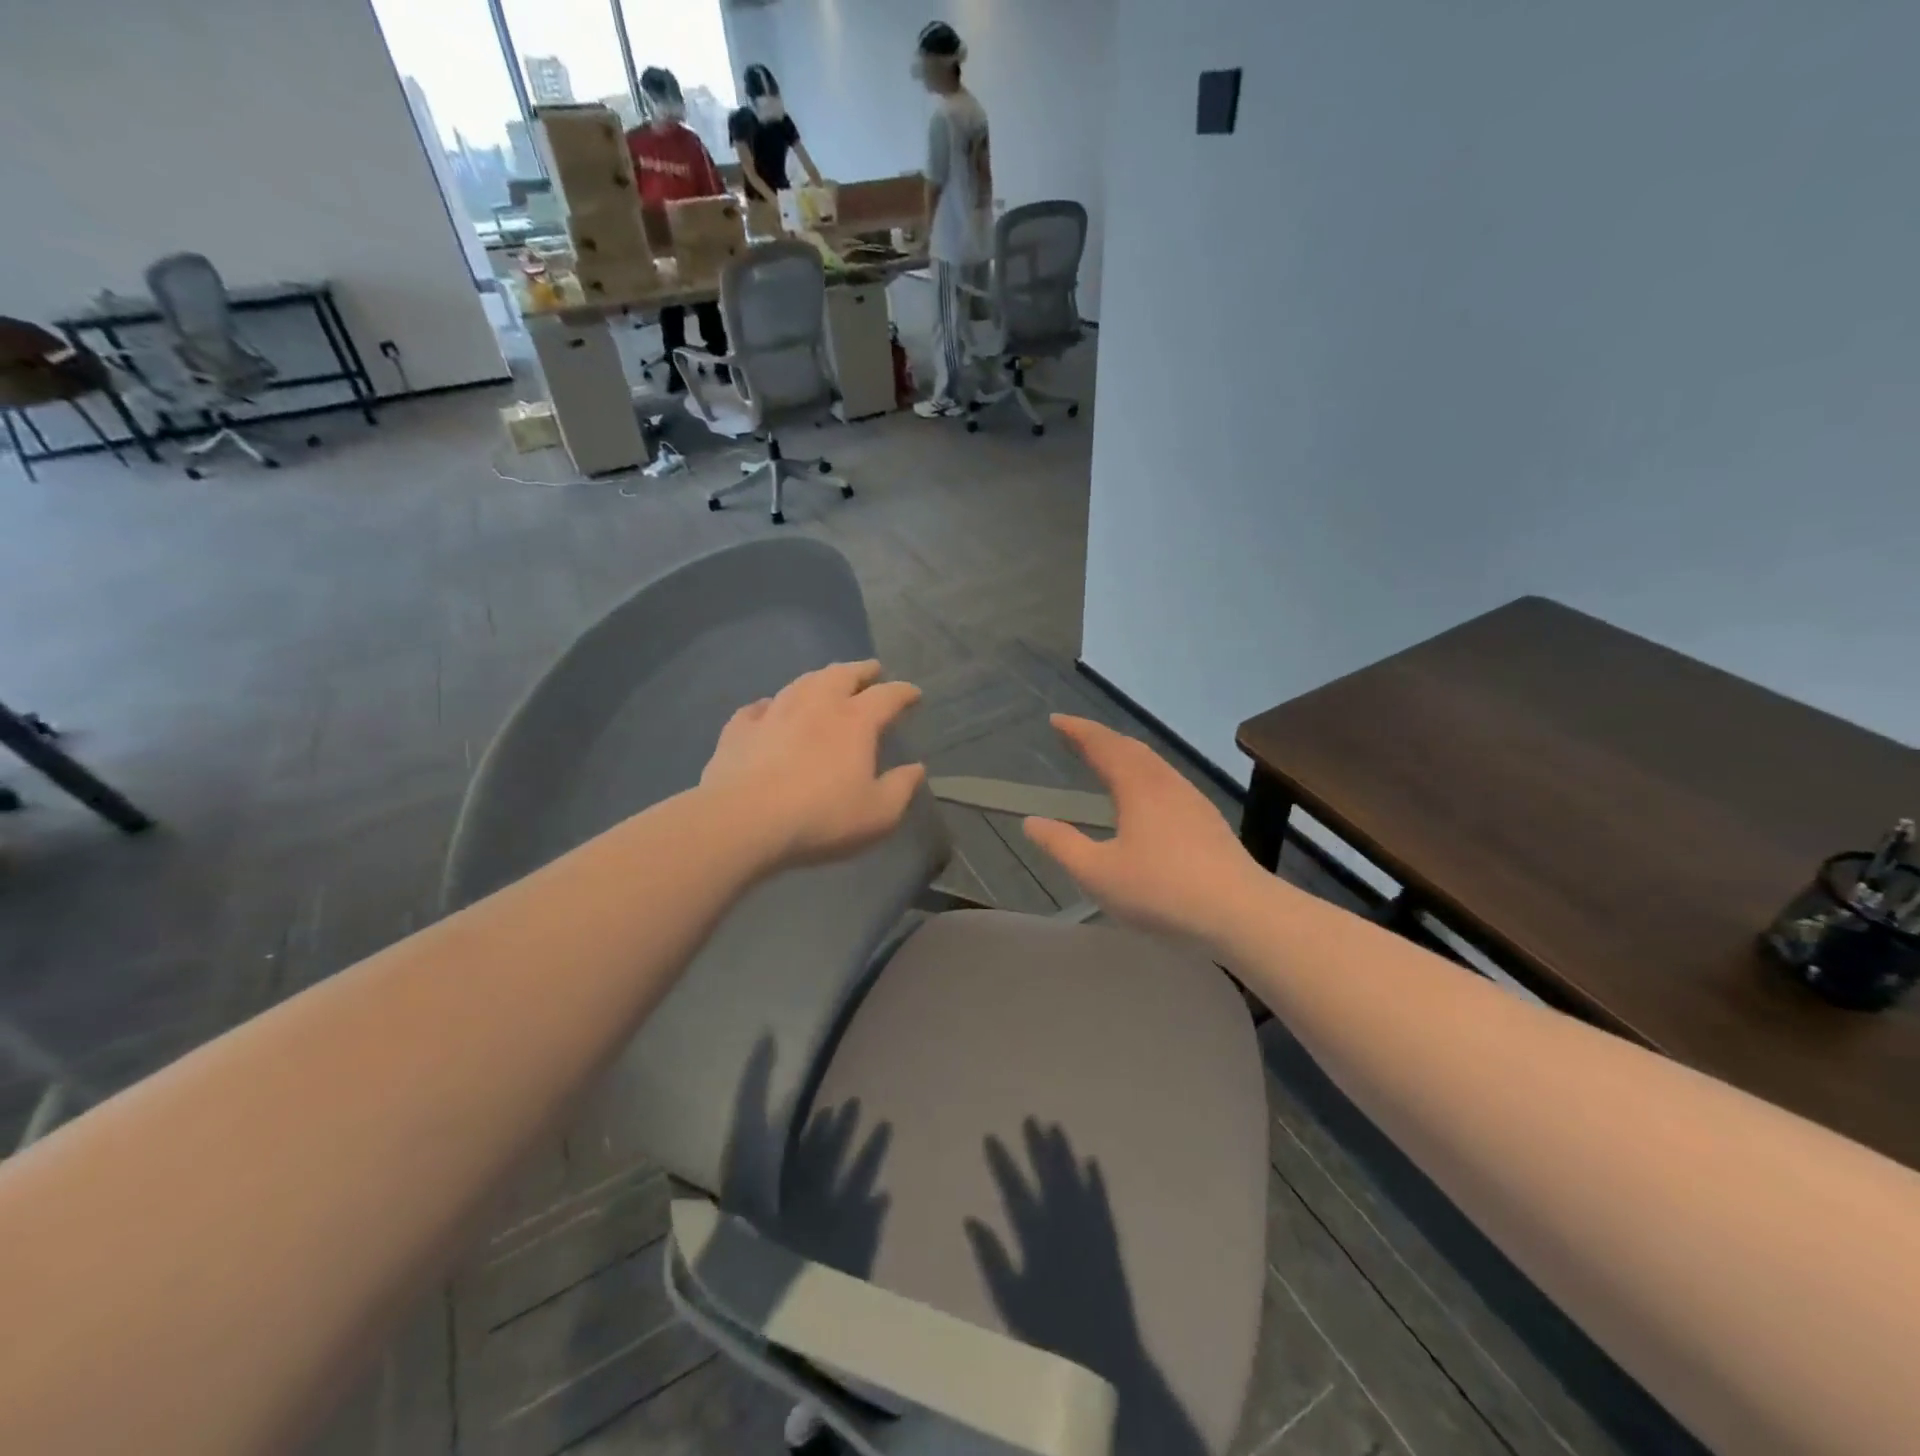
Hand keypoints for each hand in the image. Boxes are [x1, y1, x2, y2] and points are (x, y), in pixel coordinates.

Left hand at [701, 661, 925, 869]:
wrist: (745, 821)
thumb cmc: (822, 817)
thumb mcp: (878, 813)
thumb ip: (901, 788)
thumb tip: (916, 768)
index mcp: (855, 721)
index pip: (887, 696)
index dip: (904, 693)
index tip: (914, 694)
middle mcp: (816, 705)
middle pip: (842, 674)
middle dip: (861, 670)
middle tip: (871, 670)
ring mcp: (774, 713)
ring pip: (801, 682)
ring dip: (819, 678)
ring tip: (826, 680)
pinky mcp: (739, 730)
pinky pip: (757, 708)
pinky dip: (770, 705)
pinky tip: (768, 709)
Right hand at [1023, 716, 1265, 945]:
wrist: (1240, 912)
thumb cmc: (1161, 890)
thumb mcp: (1098, 873)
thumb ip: (1062, 845)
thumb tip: (1031, 822)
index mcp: (1137, 787)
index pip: (1102, 745)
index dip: (1077, 730)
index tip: (1055, 720)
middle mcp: (1166, 783)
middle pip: (1130, 747)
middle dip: (1100, 737)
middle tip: (1074, 736)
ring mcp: (1192, 800)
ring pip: (1153, 763)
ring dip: (1124, 754)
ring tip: (1105, 759)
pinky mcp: (1208, 820)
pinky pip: (1167, 780)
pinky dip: (1144, 773)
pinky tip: (1145, 796)